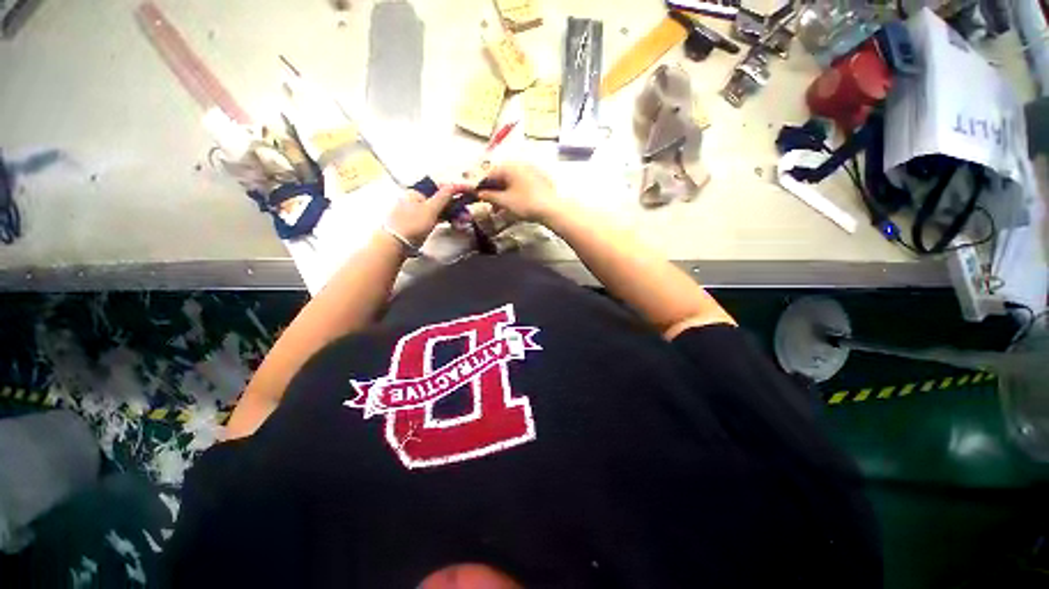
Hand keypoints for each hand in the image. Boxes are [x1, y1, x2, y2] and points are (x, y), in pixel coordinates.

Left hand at [385, 183, 470, 245]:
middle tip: (469, 212)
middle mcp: (420, 199)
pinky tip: (456, 224)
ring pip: (442, 209)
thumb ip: (442, 197)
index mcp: (419, 192)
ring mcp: (421, 211)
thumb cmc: (412, 224)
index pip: (442, 186)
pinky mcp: (423, 223)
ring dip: (455, 214)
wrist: (396, 243)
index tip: (472, 190)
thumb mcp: (430, 209)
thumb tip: (453, 184)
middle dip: (458, 204)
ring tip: (465, 221)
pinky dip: (448, 219)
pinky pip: (439, 217)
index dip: (458, 188)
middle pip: (443, 198)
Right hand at [476, 163, 559, 223]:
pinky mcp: (539, 178)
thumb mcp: (505, 201)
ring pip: (511, 180)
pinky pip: (521, 182)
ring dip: (504, 193)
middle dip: (493, 191)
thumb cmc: (526, 204)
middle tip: (491, 205)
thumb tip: (479, 193)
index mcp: (509, 166)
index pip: (489, 173)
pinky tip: (514, 203)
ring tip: (502, 207)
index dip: (481, 185)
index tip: (477, 196)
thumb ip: (489, 196)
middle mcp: (519, 164)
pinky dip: (514, 191)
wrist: (552, 209)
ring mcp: (531, 170)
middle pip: (500, 176)